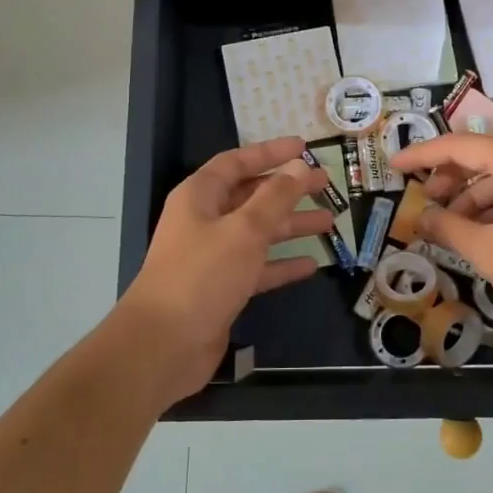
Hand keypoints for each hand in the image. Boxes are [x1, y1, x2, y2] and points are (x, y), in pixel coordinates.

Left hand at [122, 137, 336, 403]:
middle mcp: (204, 221)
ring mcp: (212, 257)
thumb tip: (299, 167)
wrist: (164, 344)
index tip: (304, 148)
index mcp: (199, 197)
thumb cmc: (202, 275)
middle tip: (325, 184)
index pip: (237, 163)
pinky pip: (257, 268)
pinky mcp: (221, 289)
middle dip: (287, 189)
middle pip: (250, 196)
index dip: (270, 153)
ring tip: (328, 221)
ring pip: (257, 232)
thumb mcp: (244, 230)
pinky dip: (281, 264)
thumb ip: (275, 197)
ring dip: (290, 225)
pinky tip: (311, 265)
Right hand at [388, 131, 492, 348]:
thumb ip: (448, 228)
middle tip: (427, 200)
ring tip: (451, 227)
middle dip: (451, 174)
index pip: (463, 145)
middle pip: (486, 153)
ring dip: (474, 195)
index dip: (424, 154)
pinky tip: (481, 233)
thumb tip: (420, 218)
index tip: (395, 165)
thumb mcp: (488, 252)